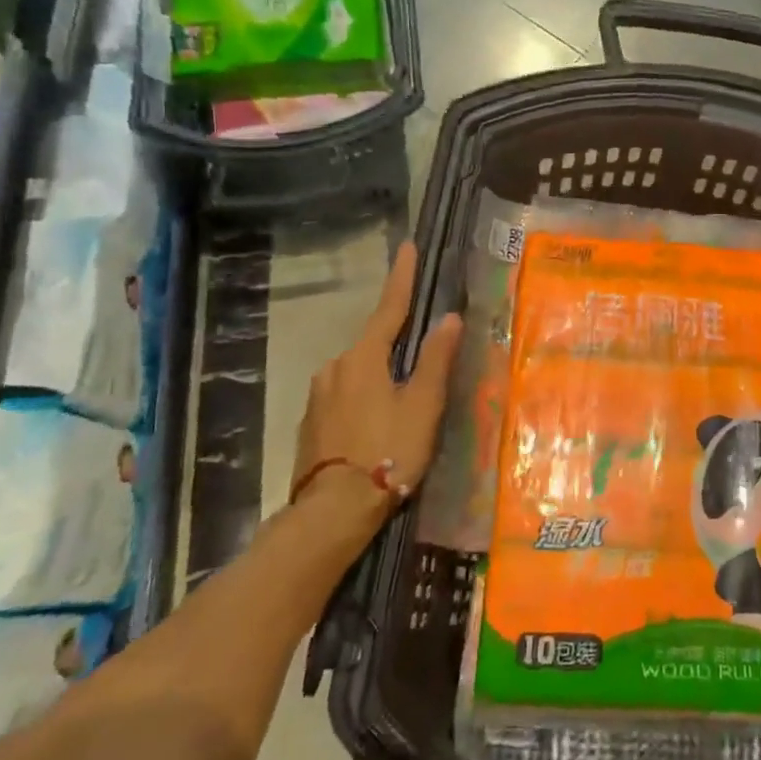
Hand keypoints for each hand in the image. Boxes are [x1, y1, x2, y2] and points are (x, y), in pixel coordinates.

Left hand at [294, 242, 461, 521]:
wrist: (331, 512)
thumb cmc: (386, 452)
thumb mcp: (422, 406)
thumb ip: (435, 360)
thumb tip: (449, 317)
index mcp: (364, 358)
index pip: (389, 308)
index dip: (402, 277)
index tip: (408, 246)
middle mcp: (335, 367)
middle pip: (373, 343)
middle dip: (396, 343)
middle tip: (421, 361)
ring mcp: (318, 395)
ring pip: (358, 372)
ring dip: (380, 376)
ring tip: (402, 405)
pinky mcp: (311, 423)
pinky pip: (344, 396)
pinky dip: (364, 399)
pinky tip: (376, 425)